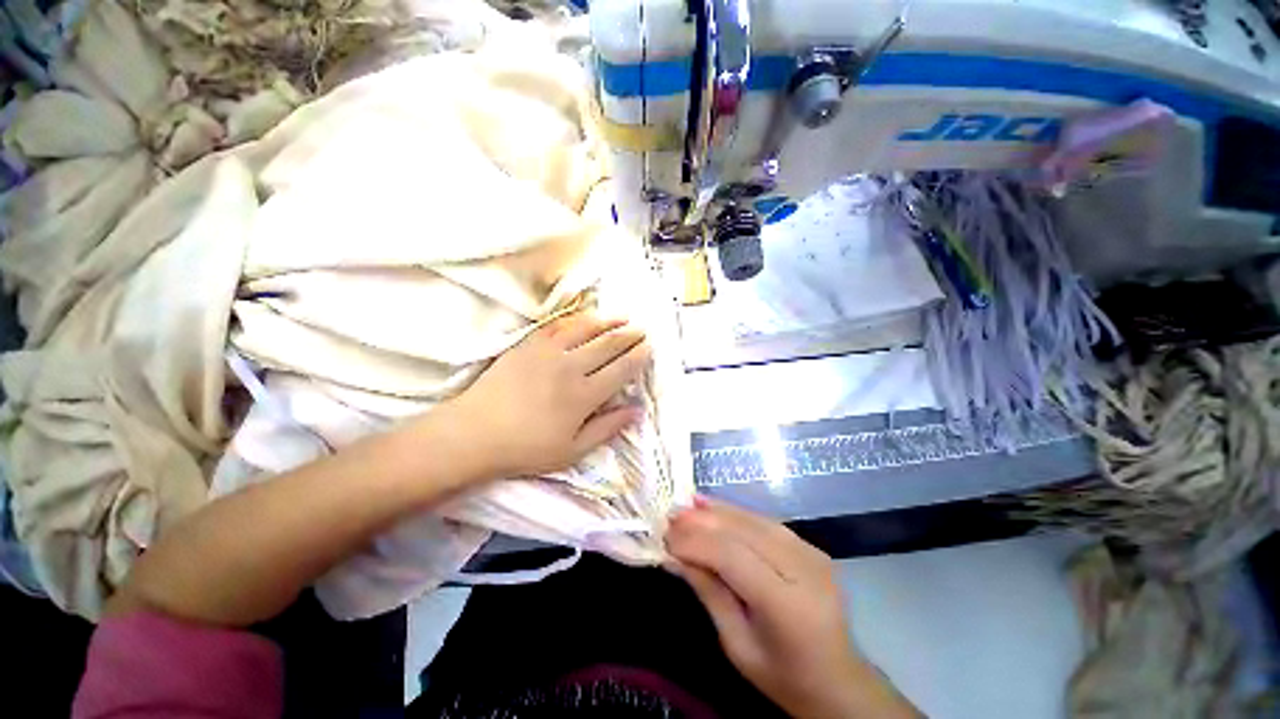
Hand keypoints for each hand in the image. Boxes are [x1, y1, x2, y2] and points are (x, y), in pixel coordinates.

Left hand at [439, 311, 650, 481]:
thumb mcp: (572, 450)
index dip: (638, 357)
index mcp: (585, 396)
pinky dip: (577, 319)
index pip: (621, 370)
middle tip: (643, 330)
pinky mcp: (530, 344)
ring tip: (623, 317)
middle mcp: (572, 368)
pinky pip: (559, 325)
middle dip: (630, 336)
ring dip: (608, 322)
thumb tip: (636, 410)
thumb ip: (607, 428)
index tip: (649, 348)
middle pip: (608, 345)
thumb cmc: (526, 449)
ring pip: (587, 329)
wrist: (475, 433)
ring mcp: (549, 352)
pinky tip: (587, 317)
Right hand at [666, 498, 919, 718]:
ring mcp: (811, 553)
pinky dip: (736, 513)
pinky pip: (765, 522)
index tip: (665, 538)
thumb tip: (673, 556)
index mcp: (788, 605)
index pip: (733, 557)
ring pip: (753, 520)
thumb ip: (708, 592)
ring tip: (686, 506)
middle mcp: (804, 569)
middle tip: (670, 517)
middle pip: (743, 531)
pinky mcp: (810, 546)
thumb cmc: (783, 676)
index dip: (696, 542)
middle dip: (702, 522)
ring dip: (716, 512)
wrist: (838, 680)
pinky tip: (713, 507)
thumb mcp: (737, 644)